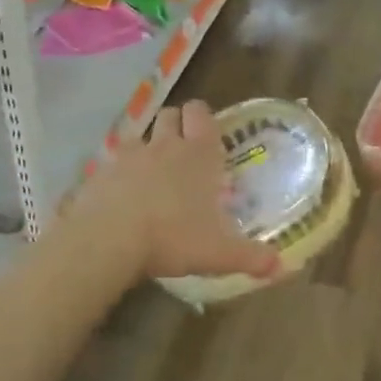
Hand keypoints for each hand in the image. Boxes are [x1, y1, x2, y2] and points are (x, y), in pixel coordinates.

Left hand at [68, 101, 280, 284]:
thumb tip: (280, 267)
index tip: (207, 131)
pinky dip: (119, 172)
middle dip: (176, 125)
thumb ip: (250, 258)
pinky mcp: (99, 172)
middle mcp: (163, 145)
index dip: (203, 117)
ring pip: (140, 135)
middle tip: (183, 150)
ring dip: (147, 147)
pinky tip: (121, 195)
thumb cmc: (172, 237)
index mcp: (197, 154)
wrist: (107, 240)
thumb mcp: (218, 254)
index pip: (201, 114)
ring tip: (152, 173)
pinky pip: (112, 162)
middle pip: (169, 114)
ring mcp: (128, 156)